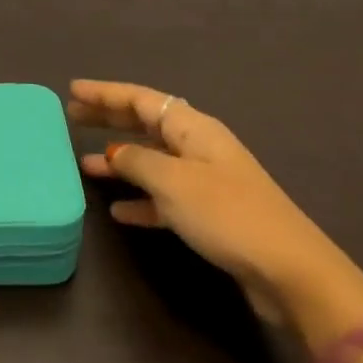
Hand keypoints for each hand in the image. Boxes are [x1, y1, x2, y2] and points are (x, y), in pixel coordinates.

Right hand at [70, 79, 362, 333]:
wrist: (289, 271)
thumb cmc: (226, 214)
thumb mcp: (172, 181)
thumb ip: (136, 161)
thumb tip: (114, 153)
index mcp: (193, 129)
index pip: (141, 99)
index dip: (105, 93)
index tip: (72, 90)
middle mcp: (198, 147)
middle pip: (145, 124)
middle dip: (110, 119)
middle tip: (72, 117)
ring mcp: (205, 181)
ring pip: (151, 160)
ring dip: (119, 161)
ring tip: (84, 165)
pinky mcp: (209, 215)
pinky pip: (163, 197)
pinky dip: (140, 199)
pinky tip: (118, 211)